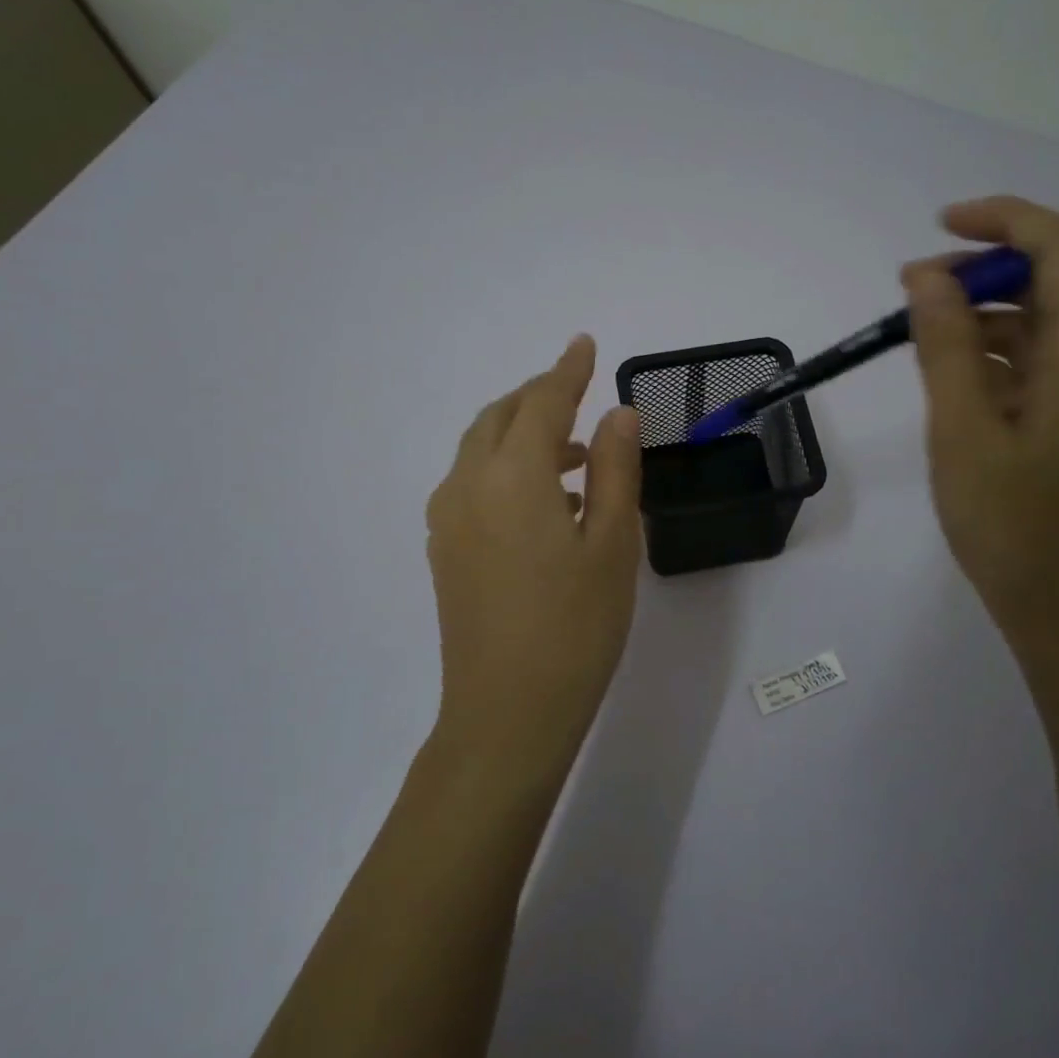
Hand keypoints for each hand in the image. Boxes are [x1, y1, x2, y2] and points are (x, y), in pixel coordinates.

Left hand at [426, 335, 642, 786]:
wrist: (508, 713)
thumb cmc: (576, 626)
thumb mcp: (613, 543)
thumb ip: (614, 469)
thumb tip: (616, 414)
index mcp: (512, 476)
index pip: (541, 402)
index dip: (567, 370)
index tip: (585, 344)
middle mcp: (466, 485)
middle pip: (498, 417)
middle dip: (537, 397)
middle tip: (578, 395)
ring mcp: (446, 520)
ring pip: (479, 450)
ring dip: (521, 435)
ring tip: (574, 455)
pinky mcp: (442, 551)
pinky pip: (471, 484)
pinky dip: (504, 469)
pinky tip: (543, 501)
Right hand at [903, 197, 1058, 648]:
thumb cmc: (1012, 527)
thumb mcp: (962, 432)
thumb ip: (944, 346)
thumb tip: (926, 276)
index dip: (1003, 221)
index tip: (939, 227)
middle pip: (1054, 283)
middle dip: (983, 273)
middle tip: (911, 295)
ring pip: (1044, 328)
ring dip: (983, 319)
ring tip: (917, 339)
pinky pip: (1043, 367)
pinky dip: (997, 359)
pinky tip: (951, 383)